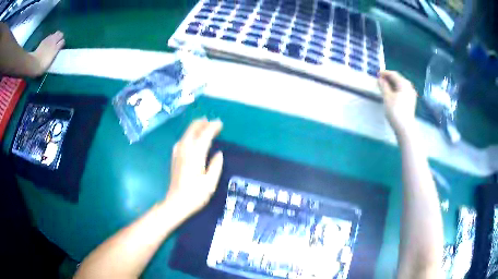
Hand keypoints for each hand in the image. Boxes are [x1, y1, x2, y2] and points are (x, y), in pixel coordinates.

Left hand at [164, 118, 223, 217]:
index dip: (213, 127)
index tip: (220, 123)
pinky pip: (181, 140)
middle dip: (202, 123)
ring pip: (186, 134)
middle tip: (212, 122)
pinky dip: (188, 135)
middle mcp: (185, 151)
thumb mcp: (210, 183)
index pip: (204, 135)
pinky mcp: (174, 157)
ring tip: (204, 125)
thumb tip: (218, 153)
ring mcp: (178, 153)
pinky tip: (190, 138)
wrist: (176, 203)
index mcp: (195, 156)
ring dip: (195, 127)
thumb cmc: (195, 195)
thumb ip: (216, 166)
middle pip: (192, 130)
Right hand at [378, 71, 417, 136]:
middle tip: (380, 80)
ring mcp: (411, 94)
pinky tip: (392, 94)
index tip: (377, 74)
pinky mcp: (411, 101)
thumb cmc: (396, 111)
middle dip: (389, 78)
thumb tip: (380, 79)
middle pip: (398, 79)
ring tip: (385, 87)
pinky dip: (396, 90)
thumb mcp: (387, 97)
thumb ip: (383, 86)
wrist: (405, 128)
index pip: (393, 74)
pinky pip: (403, 91)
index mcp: (403, 83)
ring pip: (401, 85)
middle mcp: (409, 87)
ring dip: (393, 84)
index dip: (385, 73)